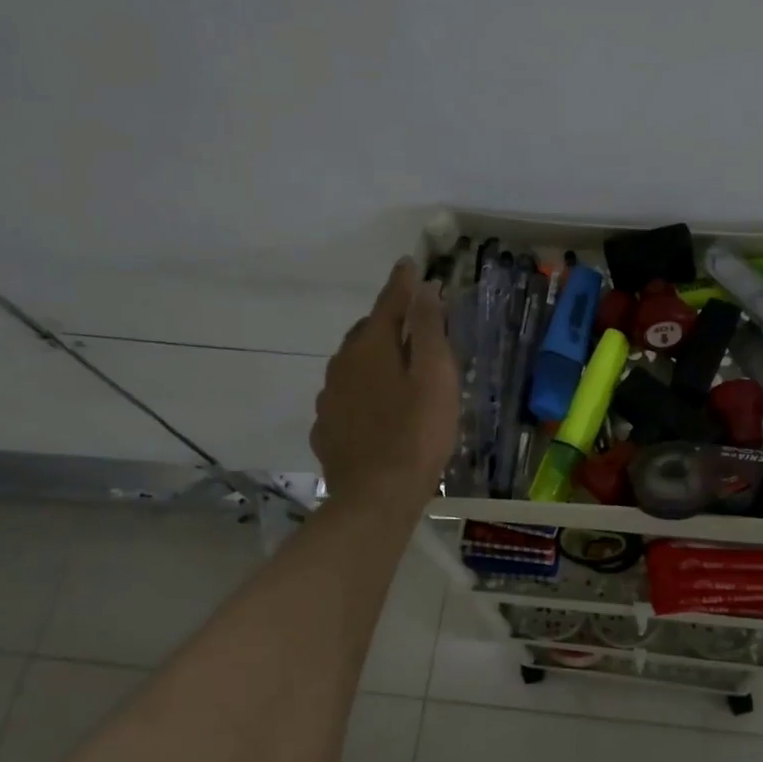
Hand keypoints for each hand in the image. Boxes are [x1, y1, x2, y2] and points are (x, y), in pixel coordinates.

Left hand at [310, 258, 458, 514]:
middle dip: (387, 321)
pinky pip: (347, 396)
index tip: (410, 264)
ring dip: (374, 357)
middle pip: (366, 332)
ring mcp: (330, 399)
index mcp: (371, 347)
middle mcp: (343, 365)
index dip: (403, 284)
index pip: (388, 303)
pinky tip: (376, 407)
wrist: (376, 497)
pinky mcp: (328, 428)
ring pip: (353, 365)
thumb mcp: (434, 375)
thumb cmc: (417, 433)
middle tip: (412, 322)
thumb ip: (428, 329)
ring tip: (397, 366)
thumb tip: (423, 288)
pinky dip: (363, 390)